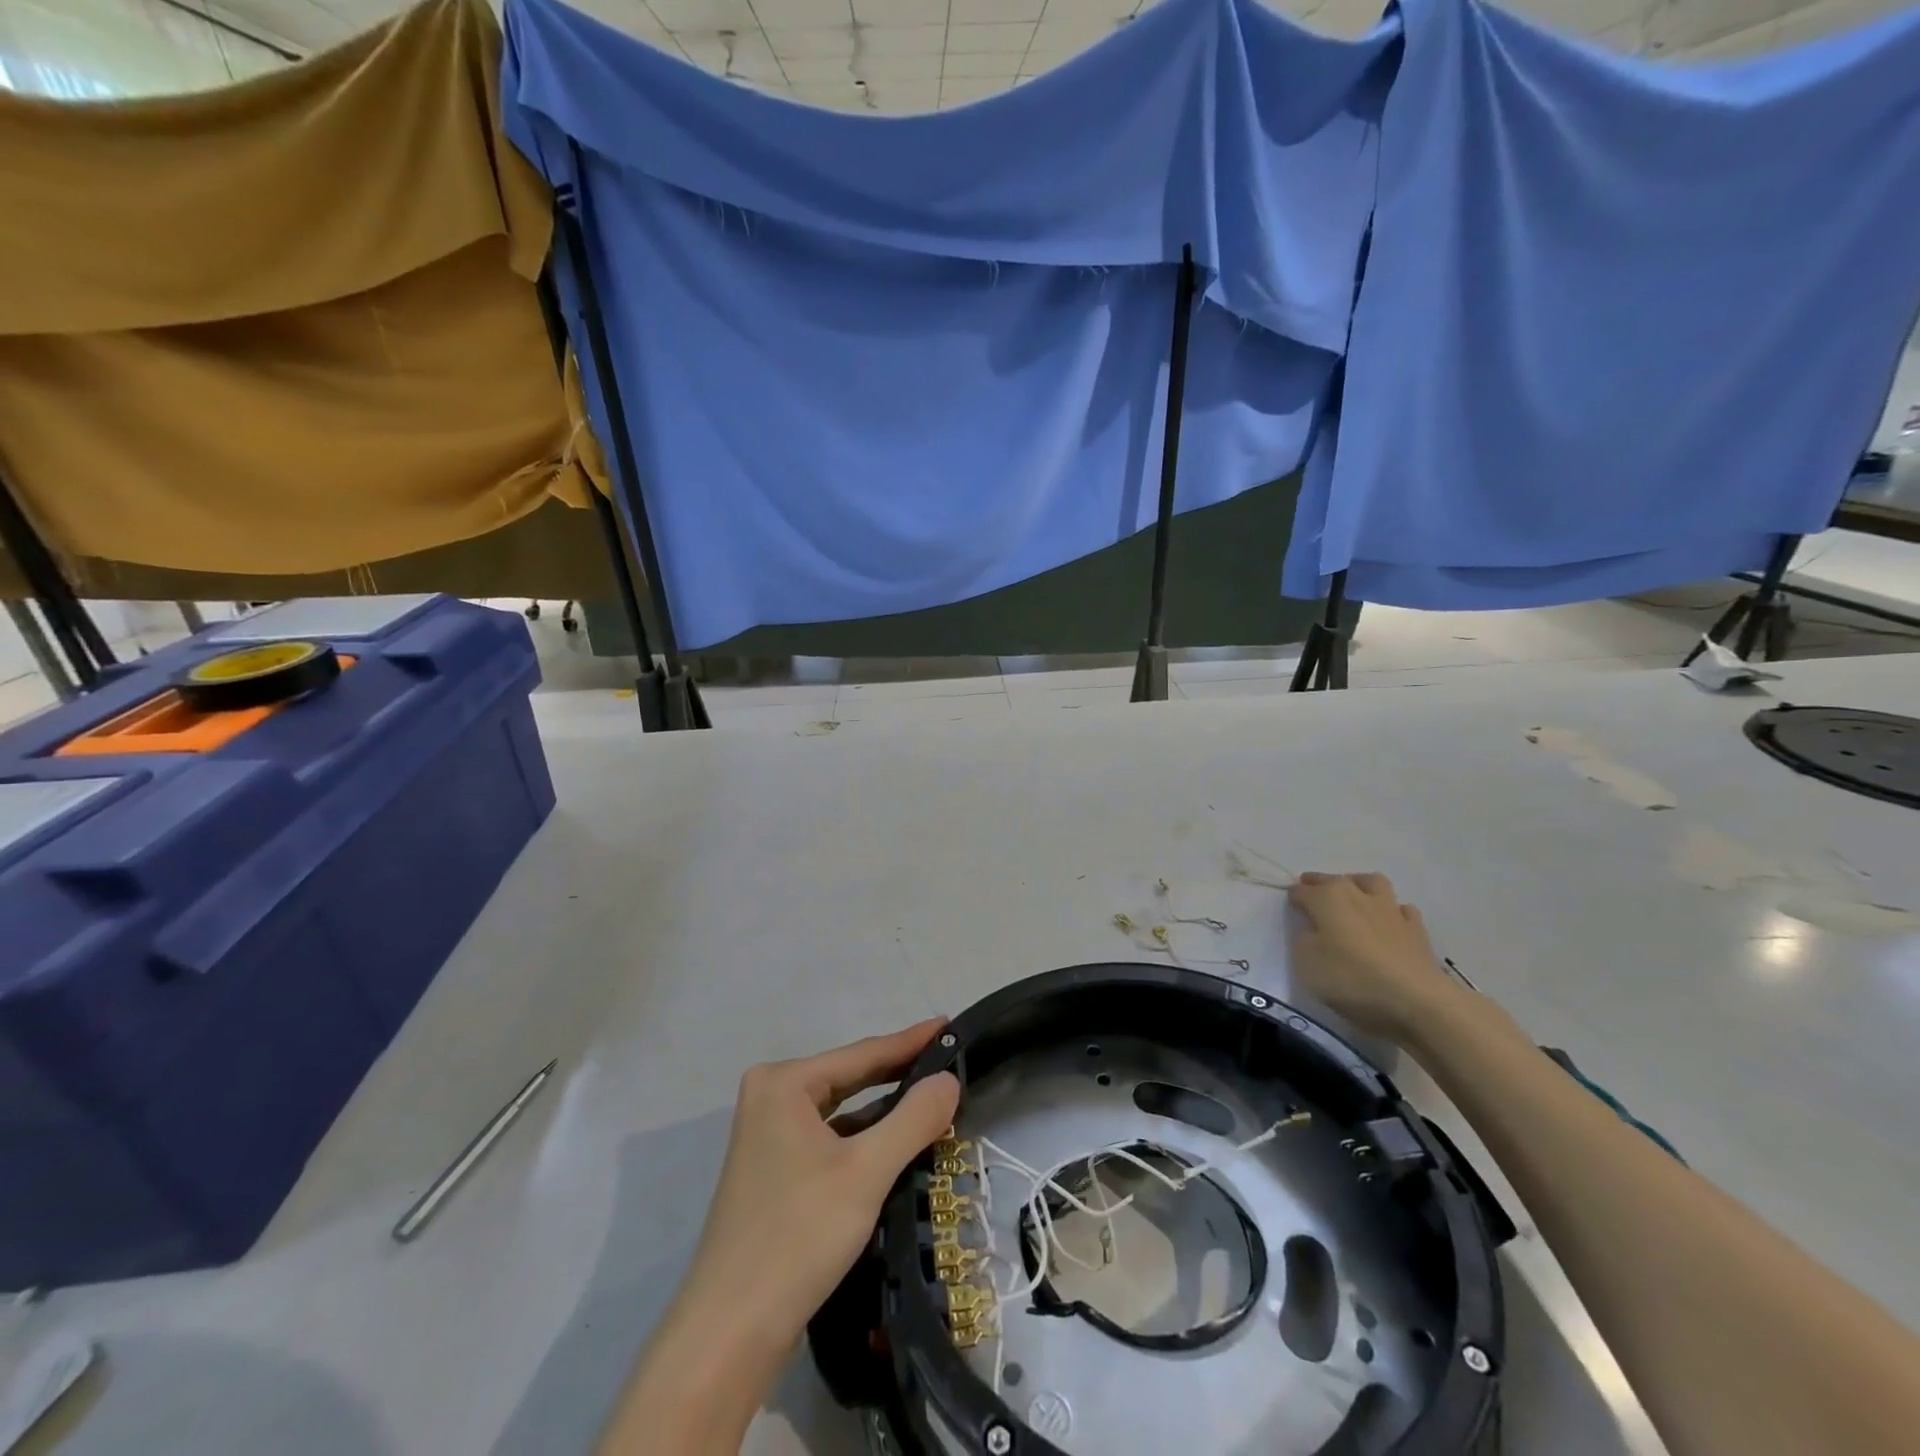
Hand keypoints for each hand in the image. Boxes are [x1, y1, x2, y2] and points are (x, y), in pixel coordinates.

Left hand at [683, 1019, 960, 1347]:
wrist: (730, 1332)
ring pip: (840, 1111)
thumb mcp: (867, 1171)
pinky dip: (863, 1138)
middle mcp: (770, 1098)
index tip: (950, 1025)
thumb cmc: (799, 1235)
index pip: (862, 1054)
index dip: (910, 1041)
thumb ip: (914, 1119)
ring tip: (932, 1100)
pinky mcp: (773, 1172)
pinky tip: (894, 1145)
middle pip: (849, 1078)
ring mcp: (767, 1136)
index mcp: (784, 1083)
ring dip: (883, 1109)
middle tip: (948, 1061)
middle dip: (898, 1073)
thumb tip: (949, 1081)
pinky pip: (829, 1138)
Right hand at [1287, 872, 1458, 1041]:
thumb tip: (1311, 929)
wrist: (1417, 1002)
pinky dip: (1391, 913)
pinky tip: (1387, 925)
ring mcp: (1391, 909)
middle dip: (1319, 884)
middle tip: (1312, 897)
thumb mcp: (1306, 963)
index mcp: (1327, 898)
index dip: (1293, 898)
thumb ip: (1302, 939)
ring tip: (1352, 900)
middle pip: (1333, 880)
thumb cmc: (1352, 980)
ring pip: (1372, 884)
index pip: (1301, 891)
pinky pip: (1400, 910)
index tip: (1289, 909)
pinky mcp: (1416, 929)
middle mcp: (1357, 894)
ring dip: (1358, 886)